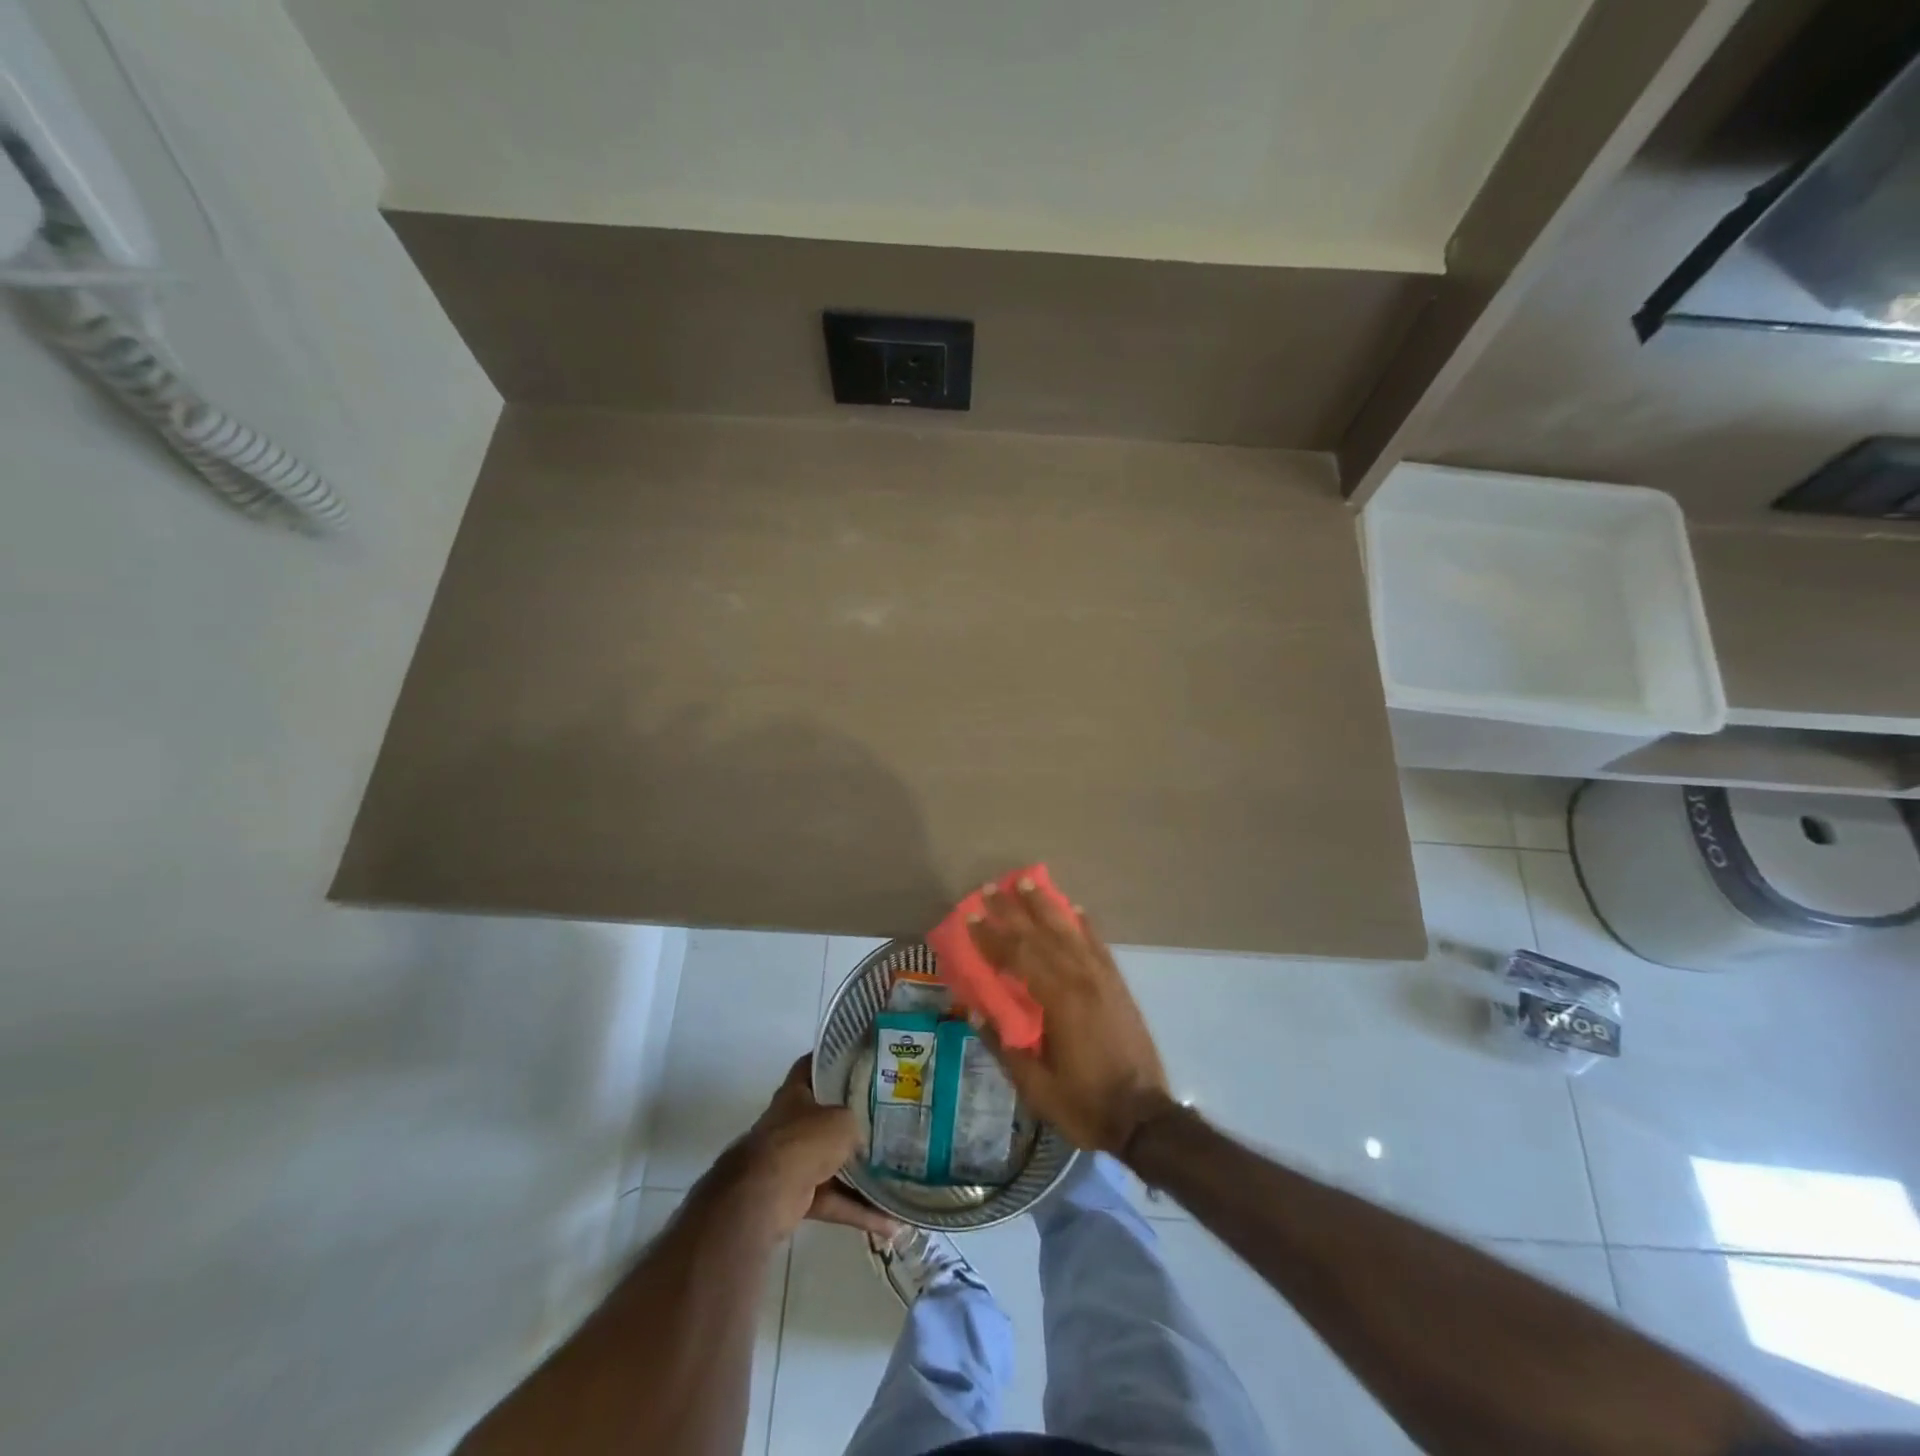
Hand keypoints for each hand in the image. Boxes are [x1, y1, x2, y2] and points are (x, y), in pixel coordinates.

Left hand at [730, 1055, 899, 1242]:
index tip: (858, 1059)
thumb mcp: (842, 1120)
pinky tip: (888, 1221)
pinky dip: (856, 1210)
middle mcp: (791, 1124)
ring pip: (832, 1163)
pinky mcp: (796, 1196)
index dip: (831, 1059)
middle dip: (851, 1121)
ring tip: (894, 1175)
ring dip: (859, 1174)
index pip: (812, 1066)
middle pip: (824, 1117)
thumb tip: (864, 1140)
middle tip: (885, 1118)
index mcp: (795, 1093)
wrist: (765, 1193)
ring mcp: (792, 1161)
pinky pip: (833, 1199)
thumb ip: (856, 1123)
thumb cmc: (804, 1140)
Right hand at [968, 881, 1171, 1155]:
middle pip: (1040, 936)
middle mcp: (1080, 980)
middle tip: (989, 889)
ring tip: (1027, 882)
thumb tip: (976, 1013)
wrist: (1145, 1118)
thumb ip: (1005, 1048)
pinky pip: (1098, 946)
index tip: (970, 917)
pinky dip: (1084, 925)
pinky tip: (1075, 909)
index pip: (1017, 958)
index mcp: (1058, 1001)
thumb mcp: (1036, 1088)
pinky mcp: (1118, 986)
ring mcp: (1103, 979)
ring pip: (1069, 932)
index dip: (991, 937)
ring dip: (1045, 906)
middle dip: (1012, 911)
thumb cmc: (1085, 1105)